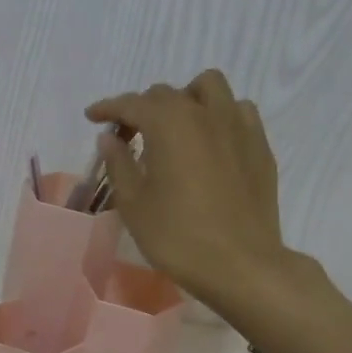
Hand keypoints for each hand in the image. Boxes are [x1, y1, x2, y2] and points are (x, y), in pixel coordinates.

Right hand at [86, 70, 291, 306]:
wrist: (240, 264)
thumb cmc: (177, 236)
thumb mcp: (134, 204)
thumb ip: (119, 164)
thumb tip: (109, 138)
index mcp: (170, 123)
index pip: (132, 104)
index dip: (108, 108)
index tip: (92, 117)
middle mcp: (205, 113)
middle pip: (168, 94)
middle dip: (143, 108)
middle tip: (128, 137)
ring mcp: (239, 126)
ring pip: (210, 88)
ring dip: (186, 99)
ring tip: (175, 129)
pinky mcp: (259, 146)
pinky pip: (238, 112)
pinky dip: (218, 116)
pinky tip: (210, 144)